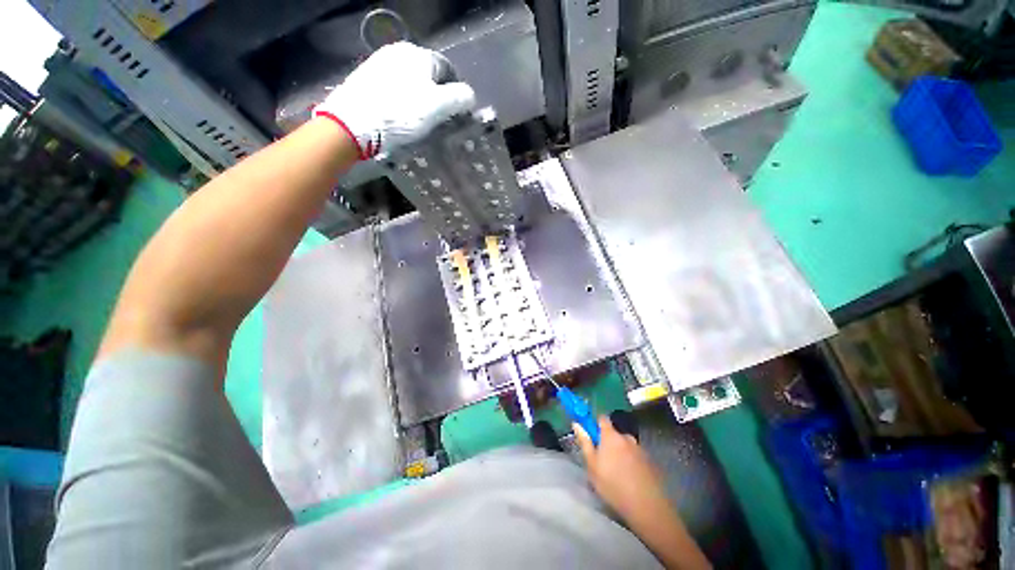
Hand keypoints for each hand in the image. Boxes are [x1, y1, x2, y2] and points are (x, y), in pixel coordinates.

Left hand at [314, 42, 475, 159]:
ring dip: (420, 100)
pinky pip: (394, 88)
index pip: (448, 71)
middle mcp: (399, 52)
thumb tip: (470, 96)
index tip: (456, 115)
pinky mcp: (367, 78)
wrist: (354, 122)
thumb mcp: (438, 107)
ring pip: (411, 83)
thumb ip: (460, 98)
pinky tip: (399, 117)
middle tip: (437, 121)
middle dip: (437, 97)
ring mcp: (380, 63)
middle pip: (429, 76)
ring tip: (418, 122)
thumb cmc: (401, 113)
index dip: (456, 94)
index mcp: (419, 55)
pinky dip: (402, 101)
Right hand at [574, 415, 668, 519]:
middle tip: (603, 460)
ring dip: (621, 453)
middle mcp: (626, 437)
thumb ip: (585, 442)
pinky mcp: (650, 461)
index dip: (596, 423)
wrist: (646, 506)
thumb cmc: (613, 484)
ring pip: (626, 446)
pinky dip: (632, 462)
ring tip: (617, 472)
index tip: (591, 434)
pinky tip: (630, 478)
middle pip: (614, 434)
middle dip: (608, 442)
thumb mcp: (592, 465)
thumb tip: (577, 424)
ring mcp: (640, 449)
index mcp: (611, 435)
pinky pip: (636, 456)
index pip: (602, 418)